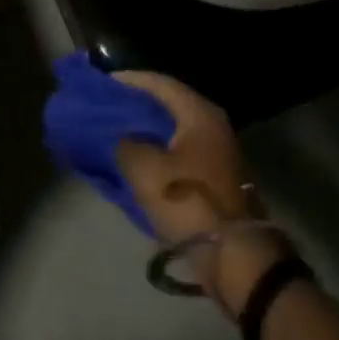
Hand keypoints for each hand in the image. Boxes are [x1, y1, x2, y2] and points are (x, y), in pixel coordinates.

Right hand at [113, 71, 294, 316]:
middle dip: (136, 103)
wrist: (235, 258)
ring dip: (145, 128)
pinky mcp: (213, 177)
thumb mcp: (145, 170)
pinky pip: (178, 150)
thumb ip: (125, 143)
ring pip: (173, 129)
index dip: (129, 80)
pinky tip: (134, 156)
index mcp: (199, 114)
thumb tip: (121, 137)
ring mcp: (216, 152)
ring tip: (114, 129)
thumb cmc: (188, 202)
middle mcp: (212, 125)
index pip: (160, 83)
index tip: (103, 82)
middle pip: (168, 104)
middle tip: (106, 104)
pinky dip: (156, 148)